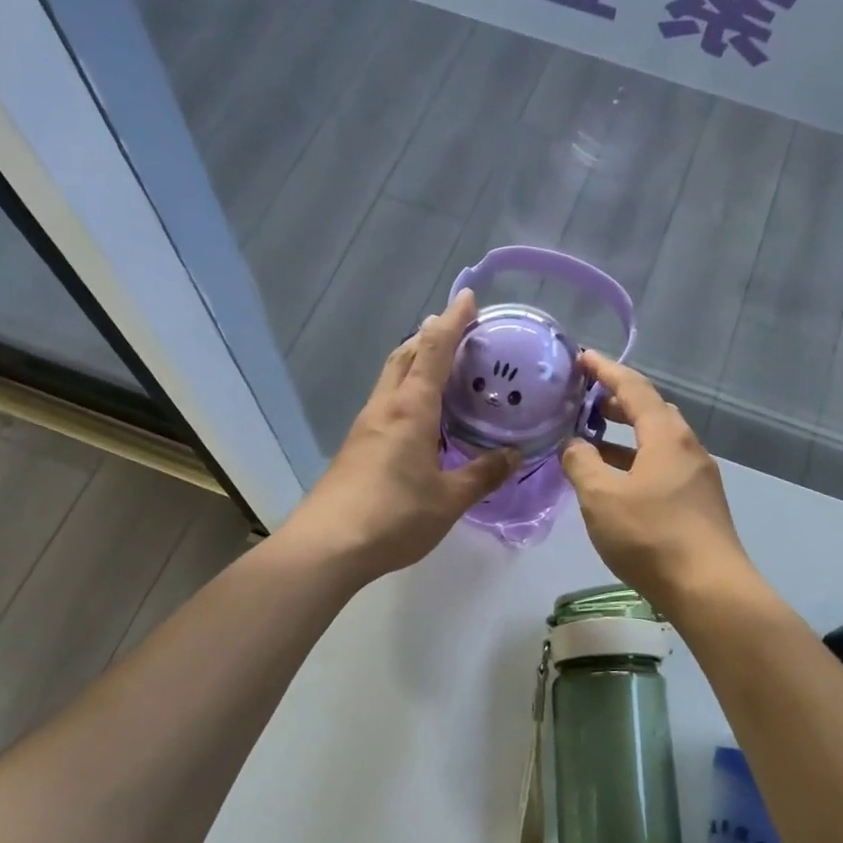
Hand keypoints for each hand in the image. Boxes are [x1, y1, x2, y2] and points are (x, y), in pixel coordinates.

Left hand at [281, 289, 516, 581]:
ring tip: (445, 367)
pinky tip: (423, 415)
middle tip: (459, 331)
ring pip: (392, 378)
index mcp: (411, 409)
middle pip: (405, 355)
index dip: (452, 321)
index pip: (433, 350)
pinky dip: (408, 391)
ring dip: (416, 362)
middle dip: (430, 336)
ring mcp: (366, 425)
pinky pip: (387, 402)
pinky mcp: (357, 445)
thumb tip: (514, 456)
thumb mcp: (449, 499)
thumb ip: (482, 474)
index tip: (468, 297)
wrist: (328, 546)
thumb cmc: (394, 516)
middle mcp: (385, 407)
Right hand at [561, 352, 751, 611]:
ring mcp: (697, 477)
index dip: (605, 370)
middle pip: (650, 411)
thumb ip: (581, 463)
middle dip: (615, 402)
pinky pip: (661, 467)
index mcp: (666, 435)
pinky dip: (635, 462)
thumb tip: (573, 445)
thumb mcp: (601, 497)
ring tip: (591, 442)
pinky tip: (615, 483)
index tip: (581, 357)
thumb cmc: (651, 535)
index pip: (633, 387)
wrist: (709, 589)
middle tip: (583, 402)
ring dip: (624, 437)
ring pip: (656, 443)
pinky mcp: (698, 504)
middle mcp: (687, 447)